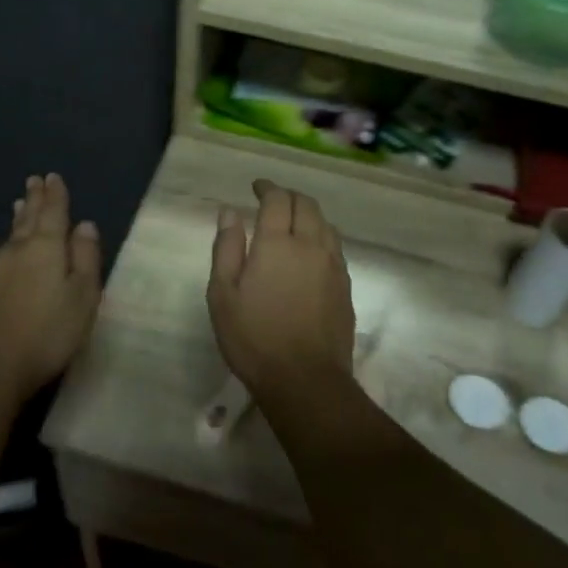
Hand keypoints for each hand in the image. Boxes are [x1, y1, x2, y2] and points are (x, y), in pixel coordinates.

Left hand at [0, 174, 102, 403]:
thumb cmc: (49, 331)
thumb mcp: (82, 295)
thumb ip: (85, 257)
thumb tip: (86, 224)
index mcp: (47, 247)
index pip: (53, 212)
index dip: (56, 195)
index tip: (54, 177)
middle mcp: (20, 250)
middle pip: (29, 218)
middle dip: (35, 199)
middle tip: (35, 180)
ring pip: (13, 233)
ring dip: (20, 216)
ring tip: (20, 203)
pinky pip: (4, 249)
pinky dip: (11, 237)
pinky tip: (10, 243)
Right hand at [206, 180, 354, 402]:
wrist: (305, 379)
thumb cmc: (254, 338)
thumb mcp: (223, 294)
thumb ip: (226, 248)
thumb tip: (230, 212)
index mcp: (277, 244)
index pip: (277, 200)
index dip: (267, 188)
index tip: (256, 187)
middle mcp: (310, 245)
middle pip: (306, 205)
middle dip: (289, 196)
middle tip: (273, 200)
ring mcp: (333, 266)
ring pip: (325, 224)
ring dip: (308, 214)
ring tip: (293, 221)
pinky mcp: (345, 286)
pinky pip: (335, 247)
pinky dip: (322, 236)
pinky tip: (312, 251)